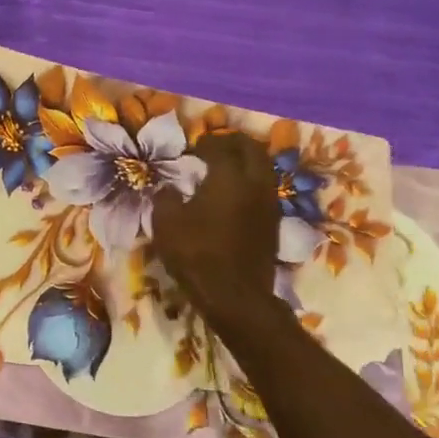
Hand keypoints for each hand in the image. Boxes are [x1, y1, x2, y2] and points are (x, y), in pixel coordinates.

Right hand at [150, 132, 279, 324]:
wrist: (234, 295)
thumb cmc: (197, 255)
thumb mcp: (166, 225)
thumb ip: (165, 199)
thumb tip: (168, 189)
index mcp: (229, 177)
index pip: (221, 146)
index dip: (206, 142)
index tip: (193, 148)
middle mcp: (255, 183)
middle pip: (252, 149)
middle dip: (233, 142)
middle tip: (215, 146)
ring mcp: (269, 203)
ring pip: (263, 168)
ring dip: (246, 161)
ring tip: (226, 168)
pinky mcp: (273, 223)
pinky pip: (264, 189)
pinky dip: (251, 182)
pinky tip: (234, 194)